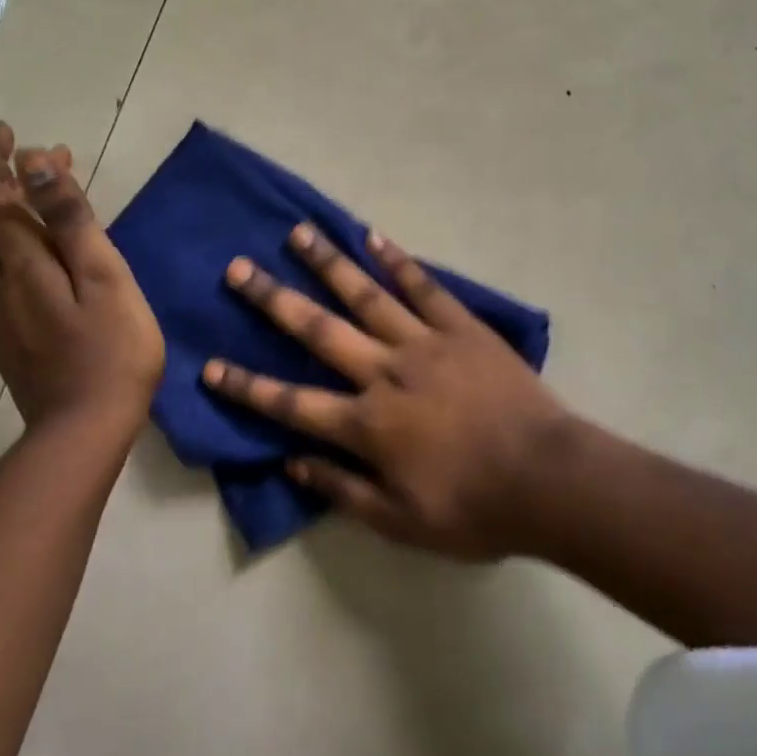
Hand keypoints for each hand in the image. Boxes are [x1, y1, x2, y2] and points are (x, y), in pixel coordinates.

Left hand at [0, 122, 164, 435]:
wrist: (83, 431)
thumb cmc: (110, 348)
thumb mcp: (103, 275)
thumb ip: (69, 218)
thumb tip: (35, 163)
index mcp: (18, 261)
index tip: (14, 133)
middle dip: (10, 178)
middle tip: (54, 158)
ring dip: (6, 208)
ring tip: (41, 192)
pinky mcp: (1, 331)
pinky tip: (13, 248)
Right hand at [203, 225, 569, 559]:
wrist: (546, 479)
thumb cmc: (473, 508)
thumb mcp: (400, 522)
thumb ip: (343, 490)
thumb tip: (292, 463)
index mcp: (367, 424)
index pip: (292, 403)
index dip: (247, 386)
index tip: (209, 365)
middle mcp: (384, 372)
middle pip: (318, 331)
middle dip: (273, 300)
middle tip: (239, 268)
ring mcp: (423, 342)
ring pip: (365, 295)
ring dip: (328, 263)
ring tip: (299, 233)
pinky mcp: (459, 326)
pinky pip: (423, 286)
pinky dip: (397, 260)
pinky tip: (373, 236)